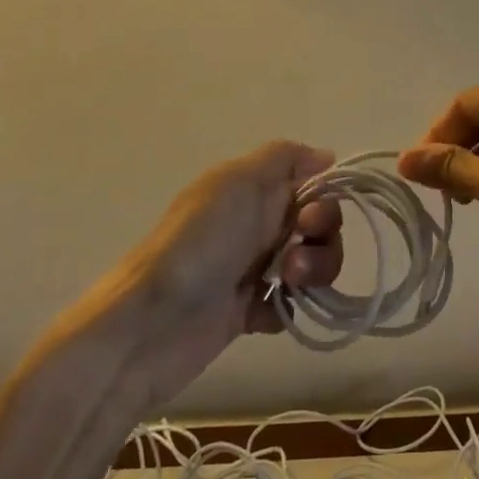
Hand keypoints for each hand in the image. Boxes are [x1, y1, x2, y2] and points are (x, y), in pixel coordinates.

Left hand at [122, 141, 342, 391]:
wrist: (152, 323)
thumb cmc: (200, 242)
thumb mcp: (238, 181)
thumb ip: (284, 158)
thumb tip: (326, 156)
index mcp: (254, 189)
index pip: (312, 185)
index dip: (324, 201)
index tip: (309, 219)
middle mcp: (257, 223)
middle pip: (319, 227)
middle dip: (321, 242)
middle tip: (293, 259)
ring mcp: (253, 268)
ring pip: (310, 265)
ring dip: (310, 275)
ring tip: (284, 286)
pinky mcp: (248, 312)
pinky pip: (289, 306)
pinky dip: (284, 309)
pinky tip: (261, 315)